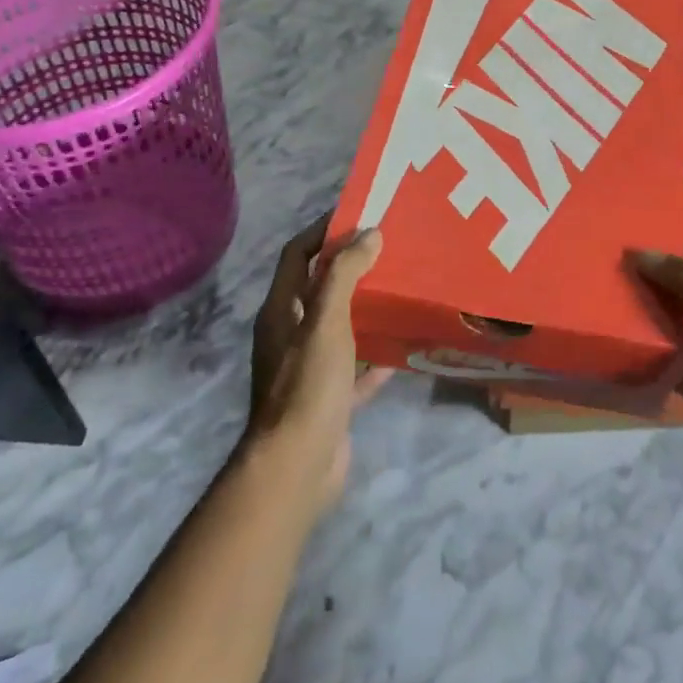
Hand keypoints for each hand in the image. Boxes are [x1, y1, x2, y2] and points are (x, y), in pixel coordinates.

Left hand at [245, 217, 389, 516]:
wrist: (296, 468)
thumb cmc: (307, 385)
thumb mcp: (326, 321)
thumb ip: (345, 274)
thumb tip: (369, 233)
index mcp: (281, 311)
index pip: (296, 255)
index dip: (322, 231)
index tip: (358, 214)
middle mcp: (290, 335)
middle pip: (318, 288)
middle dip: (349, 267)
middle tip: (388, 249)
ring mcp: (308, 369)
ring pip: (338, 327)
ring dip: (363, 309)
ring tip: (399, 289)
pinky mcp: (328, 400)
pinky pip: (354, 369)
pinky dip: (373, 358)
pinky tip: (401, 349)